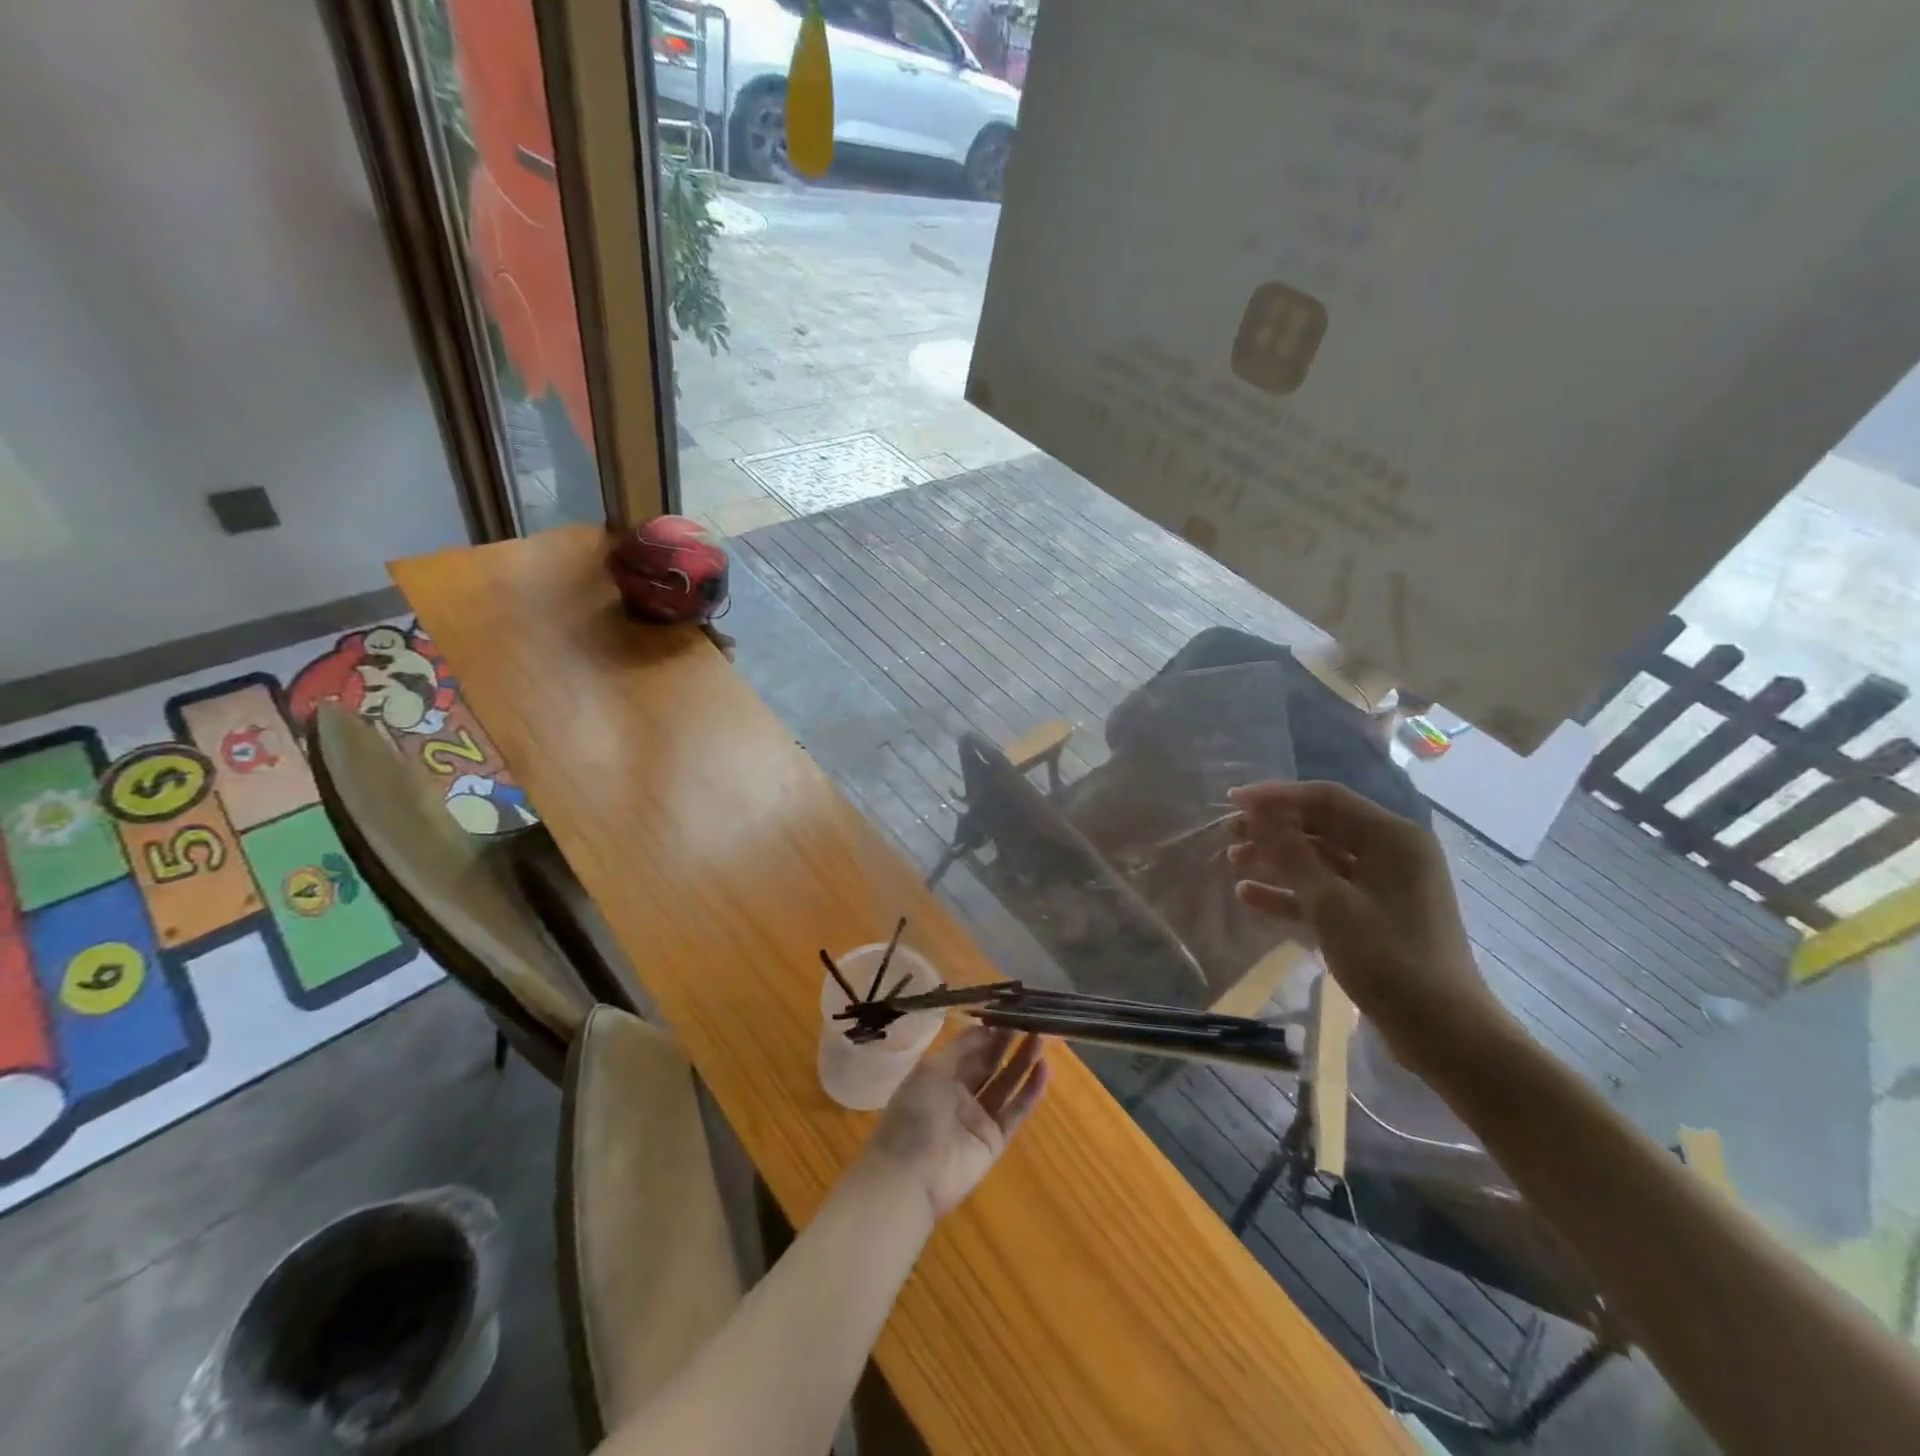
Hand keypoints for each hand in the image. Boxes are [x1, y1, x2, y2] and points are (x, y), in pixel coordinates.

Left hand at [861, 1027, 1047, 1220]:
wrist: (910, 1174)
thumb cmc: (914, 1113)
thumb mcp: (931, 1070)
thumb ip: (960, 1049)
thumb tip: (985, 1027)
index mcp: (939, 1075)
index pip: (968, 1048)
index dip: (987, 1031)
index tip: (1007, 1011)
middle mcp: (960, 1093)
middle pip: (989, 1063)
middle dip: (1007, 1042)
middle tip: (1029, 1019)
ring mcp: (978, 1118)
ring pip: (1005, 1084)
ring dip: (1022, 1062)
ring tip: (1040, 1037)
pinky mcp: (995, 1140)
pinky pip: (1016, 1111)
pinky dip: (1030, 1092)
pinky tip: (1043, 1070)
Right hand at [1226, 780, 1507, 1077]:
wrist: (1442, 1032)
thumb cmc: (1388, 959)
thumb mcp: (1331, 903)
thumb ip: (1291, 854)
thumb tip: (1257, 815)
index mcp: (1392, 838)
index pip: (1326, 799)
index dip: (1276, 796)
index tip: (1233, 800)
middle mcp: (1391, 853)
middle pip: (1321, 826)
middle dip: (1273, 828)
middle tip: (1229, 832)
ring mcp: (1383, 886)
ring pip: (1319, 859)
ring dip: (1276, 859)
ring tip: (1233, 860)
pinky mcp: (1373, 916)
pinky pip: (1325, 891)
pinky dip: (1290, 892)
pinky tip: (1249, 895)